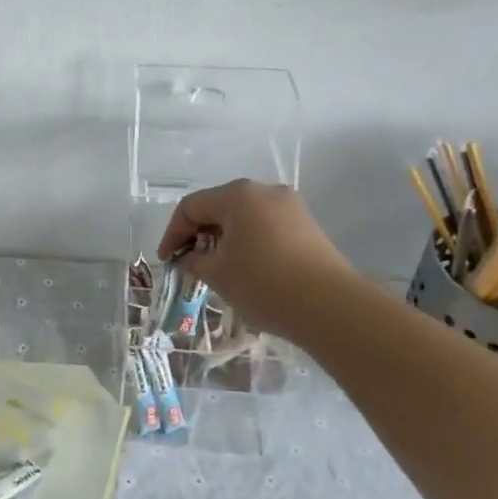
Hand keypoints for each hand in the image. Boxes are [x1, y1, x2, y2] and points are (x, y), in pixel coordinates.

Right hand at [158, 180, 353, 339]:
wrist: (331, 307)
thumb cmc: (263, 283)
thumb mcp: (217, 273)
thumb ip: (194, 260)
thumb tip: (188, 257)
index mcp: (237, 194)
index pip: (191, 207)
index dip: (173, 234)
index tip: (167, 261)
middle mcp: (264, 191)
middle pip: (218, 207)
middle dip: (198, 234)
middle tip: (187, 262)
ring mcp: (290, 207)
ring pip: (243, 217)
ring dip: (223, 239)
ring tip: (215, 268)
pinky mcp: (307, 227)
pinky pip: (265, 227)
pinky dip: (247, 242)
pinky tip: (244, 268)